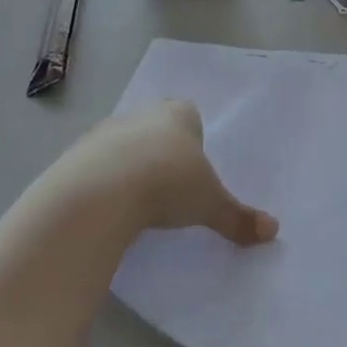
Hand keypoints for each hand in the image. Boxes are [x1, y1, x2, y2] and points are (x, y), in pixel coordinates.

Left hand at [33, 101, 278, 246]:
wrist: (99, 193)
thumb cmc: (167, 184)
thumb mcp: (209, 204)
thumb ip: (238, 217)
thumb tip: (273, 232)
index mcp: (177, 114)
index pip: (188, 115)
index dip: (192, 139)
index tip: (194, 168)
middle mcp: (140, 115)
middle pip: (153, 128)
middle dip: (160, 151)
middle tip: (169, 187)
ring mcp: (103, 133)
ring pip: (122, 145)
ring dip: (129, 167)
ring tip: (137, 204)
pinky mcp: (73, 157)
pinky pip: (94, 167)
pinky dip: (102, 184)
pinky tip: (109, 211)